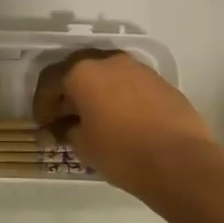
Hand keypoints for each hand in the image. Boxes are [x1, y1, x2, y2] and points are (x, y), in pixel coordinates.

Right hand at [34, 49, 220, 195]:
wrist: (181, 161)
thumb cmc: (122, 152)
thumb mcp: (83, 145)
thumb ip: (66, 130)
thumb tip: (64, 127)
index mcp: (82, 72)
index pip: (50, 81)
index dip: (42, 105)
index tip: (43, 126)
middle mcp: (109, 61)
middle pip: (78, 71)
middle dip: (67, 94)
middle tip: (64, 119)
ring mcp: (138, 69)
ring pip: (106, 75)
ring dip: (94, 93)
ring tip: (93, 120)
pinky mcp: (161, 82)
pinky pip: (129, 85)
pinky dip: (118, 97)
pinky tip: (121, 121)